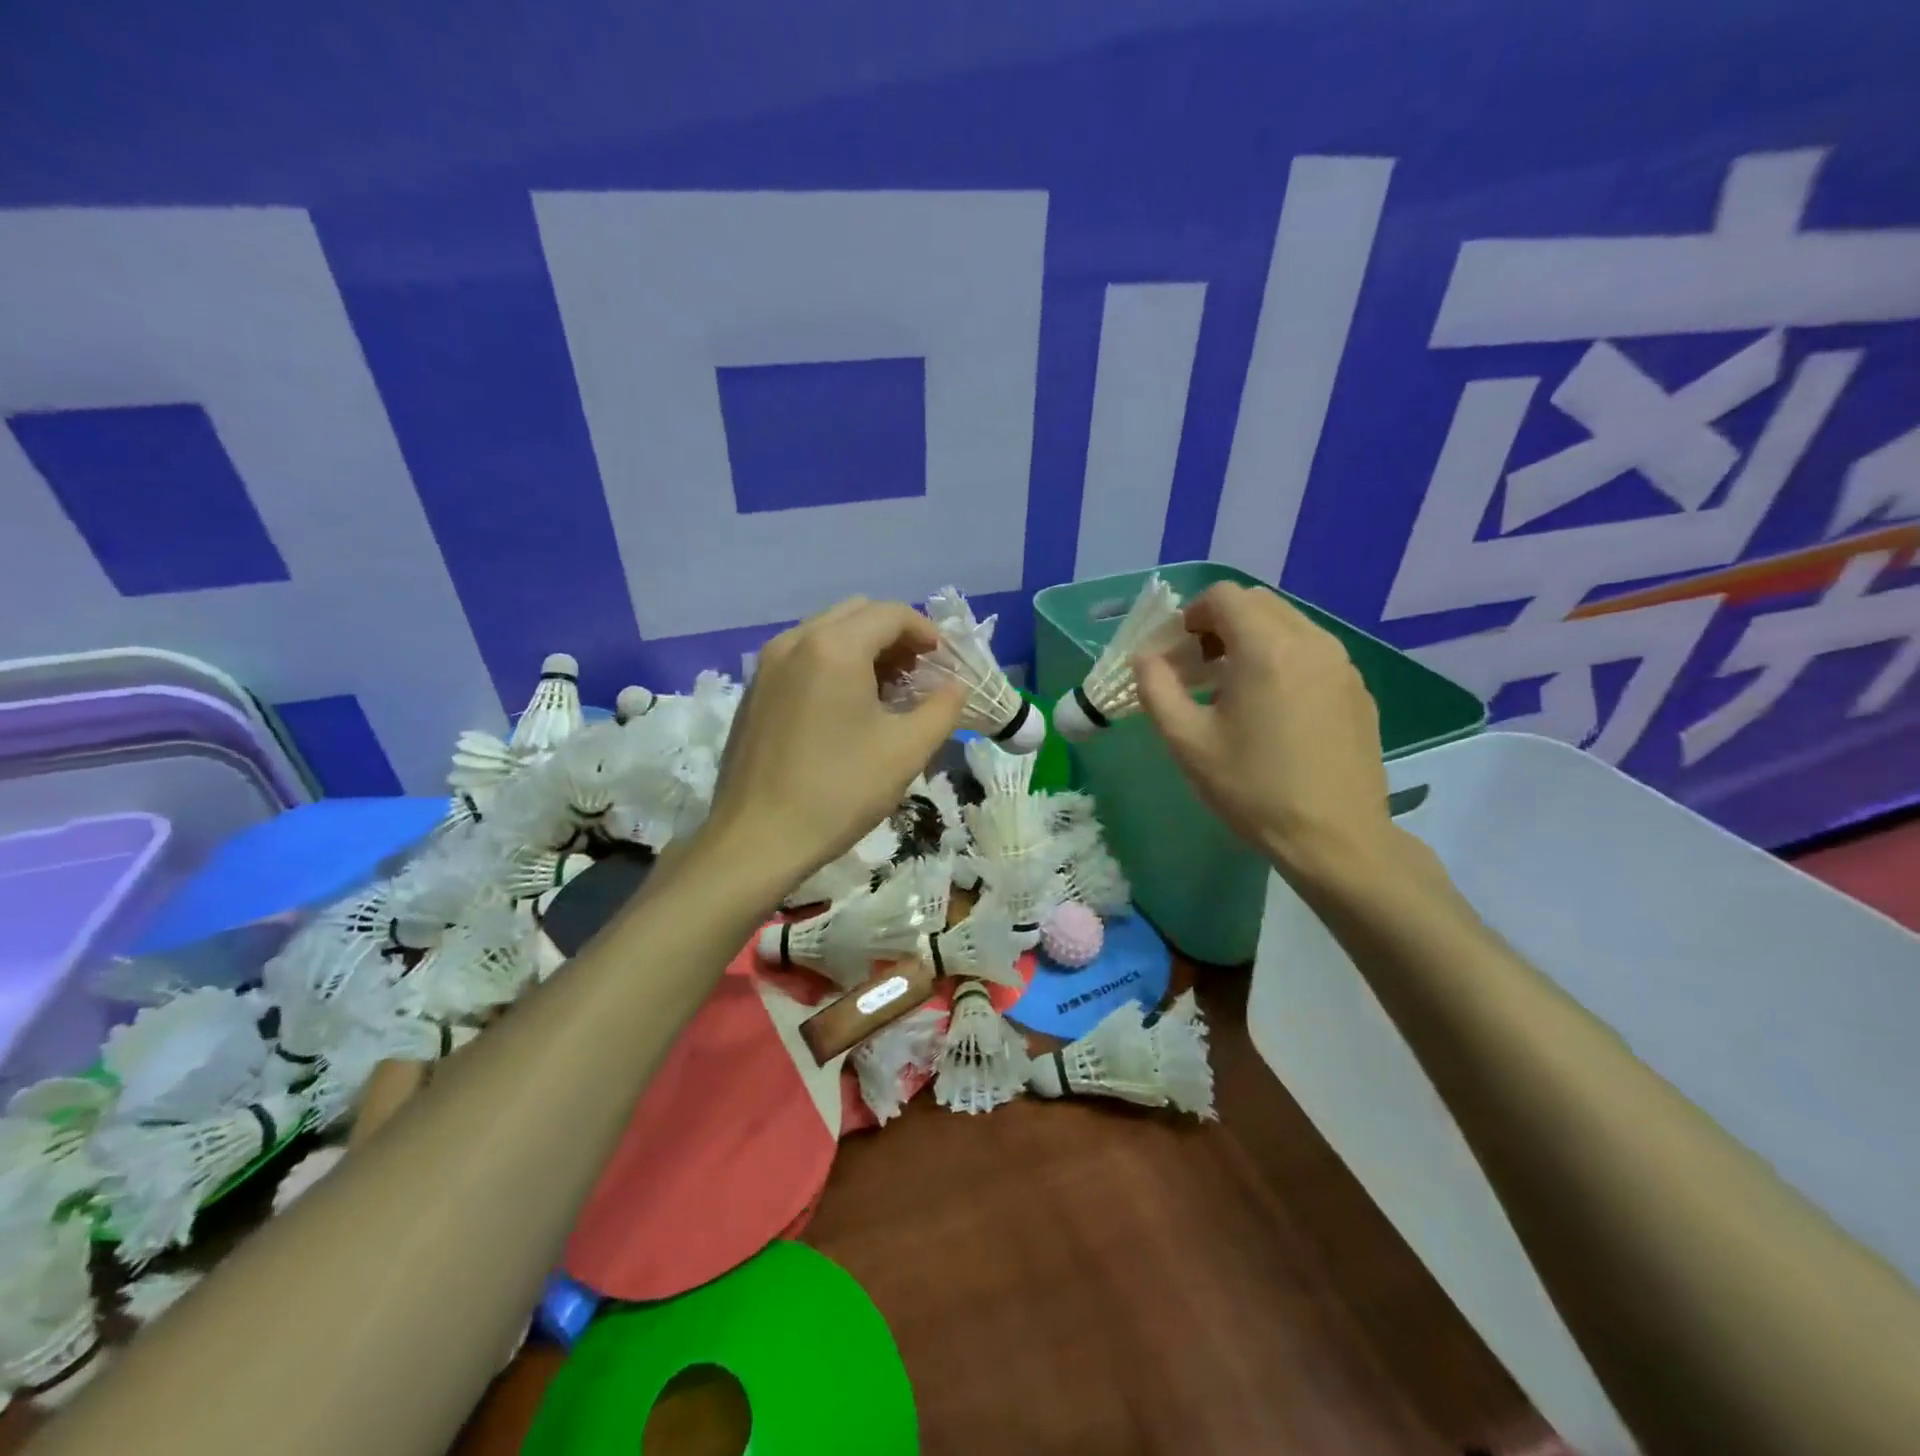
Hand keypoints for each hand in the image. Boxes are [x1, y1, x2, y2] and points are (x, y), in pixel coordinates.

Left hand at [701, 597, 966, 902]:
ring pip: (827, 633)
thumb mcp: (906, 750)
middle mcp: (795, 641)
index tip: (945, 663)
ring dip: (864, 648)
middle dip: (895, 636)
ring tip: (887, 691)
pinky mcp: (754, 691)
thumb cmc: (839, 791)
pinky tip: (846, 708)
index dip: (926, 632)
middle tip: (919, 674)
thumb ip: (942, 709)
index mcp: (834, 647)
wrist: (757, 838)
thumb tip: (955, 687)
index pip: (890, 613)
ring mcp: (767, 664)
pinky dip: (833, 664)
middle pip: (857, 613)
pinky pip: (802, 656)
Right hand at [1134, 582, 1394, 885]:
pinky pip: (1313, 653)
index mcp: (1267, 649)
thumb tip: (1146, 658)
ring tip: (1233, 691)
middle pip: (1258, 604)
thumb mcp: (1187, 742)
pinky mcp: (1358, 690)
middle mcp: (1311, 642)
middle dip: (1220, 624)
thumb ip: (1156, 689)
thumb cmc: (1253, 790)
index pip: (1224, 596)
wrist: (1335, 839)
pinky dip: (1283, 660)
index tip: (1177, 653)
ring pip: (1289, 625)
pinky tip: (1272, 711)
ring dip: (1252, 641)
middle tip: (1199, 668)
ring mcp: (1342, 665)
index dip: (1191, 615)